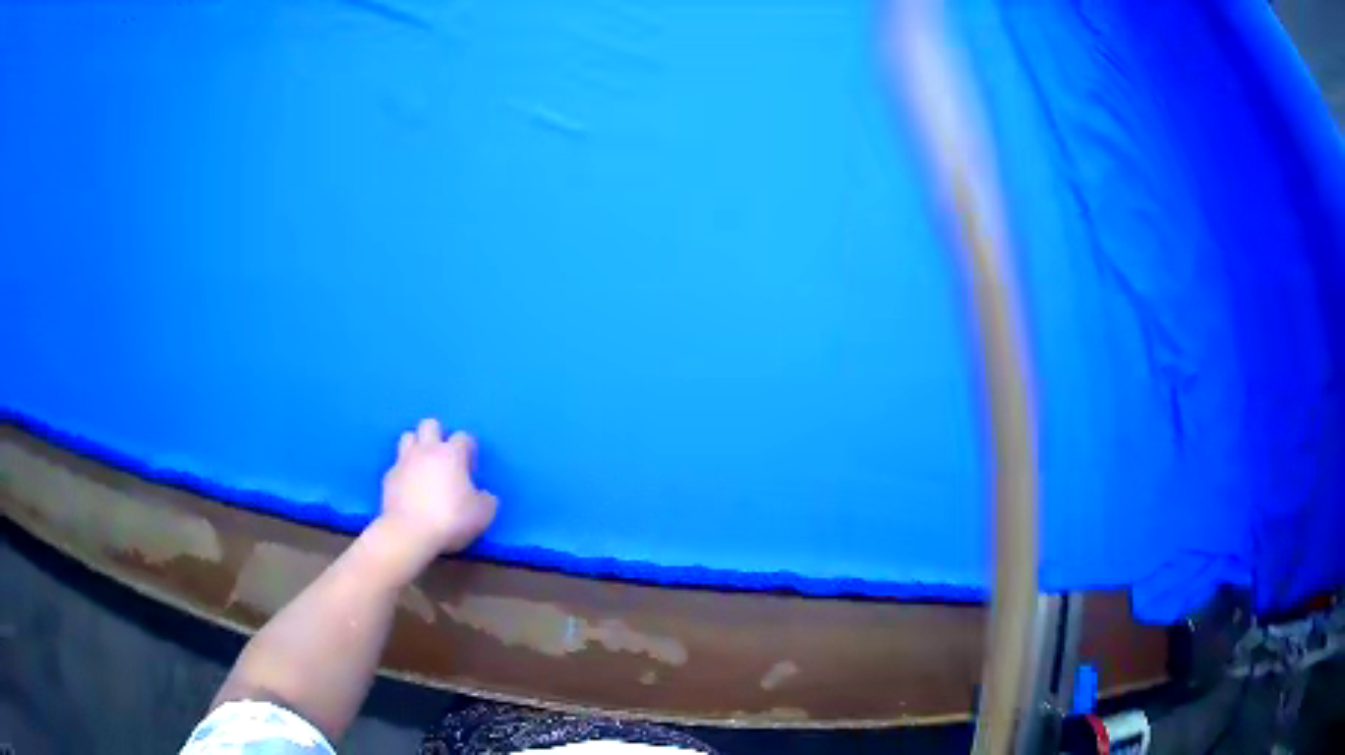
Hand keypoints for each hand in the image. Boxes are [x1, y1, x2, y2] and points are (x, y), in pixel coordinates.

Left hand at [380, 418, 497, 559]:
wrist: (409, 533)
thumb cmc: (450, 519)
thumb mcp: (483, 514)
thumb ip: (486, 500)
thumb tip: (484, 495)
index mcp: (452, 454)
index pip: (463, 436)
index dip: (468, 450)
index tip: (469, 470)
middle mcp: (426, 450)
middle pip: (430, 424)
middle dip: (438, 435)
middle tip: (444, 460)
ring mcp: (404, 461)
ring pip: (408, 437)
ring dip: (417, 447)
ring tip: (424, 468)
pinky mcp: (388, 477)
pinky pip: (397, 465)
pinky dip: (404, 472)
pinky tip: (409, 488)